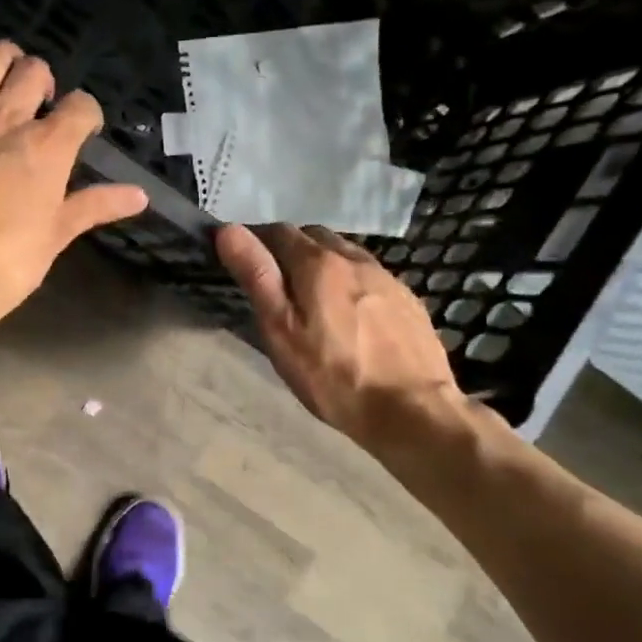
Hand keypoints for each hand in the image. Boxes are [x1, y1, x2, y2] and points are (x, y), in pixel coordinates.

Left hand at [0, 41, 147, 321]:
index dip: (86, 114)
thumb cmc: (6, 263)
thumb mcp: (56, 235)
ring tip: (2, 81)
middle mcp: (6, 118)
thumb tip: (140, 195)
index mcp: (47, 145)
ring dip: (0, 62)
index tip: (82, 130)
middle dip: (43, 81)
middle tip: (39, 104)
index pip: (82, 105)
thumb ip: (95, 206)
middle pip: (34, 70)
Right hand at [216, 223, 464, 446]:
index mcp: (318, 263)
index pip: (278, 231)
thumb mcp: (281, 330)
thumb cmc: (333, 375)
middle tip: (275, 283)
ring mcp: (387, 278)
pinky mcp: (408, 300)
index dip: (256, 239)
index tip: (244, 260)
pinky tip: (350, 314)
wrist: (413, 411)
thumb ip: (257, 276)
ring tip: (311, 297)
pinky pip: (369, 277)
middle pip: (314, 237)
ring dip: (323, 263)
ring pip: (345, 254)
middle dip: (290, 249)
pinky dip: (350, 282)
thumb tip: (228, 230)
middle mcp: (354, 258)